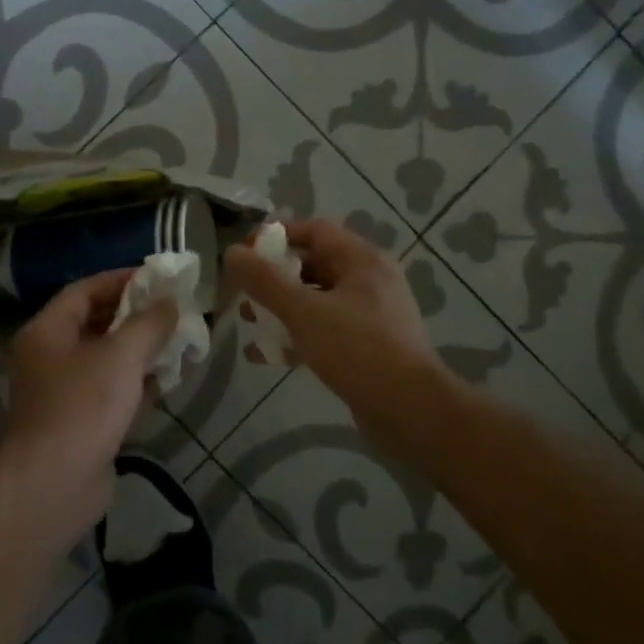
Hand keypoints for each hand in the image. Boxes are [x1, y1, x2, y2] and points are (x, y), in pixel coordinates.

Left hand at [0, 269, 177, 553]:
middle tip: (176, 311)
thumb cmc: (82, 407)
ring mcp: (64, 392)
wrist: (52, 486)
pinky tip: (168, 381)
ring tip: (181, 341)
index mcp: (48, 331)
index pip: (85, 290)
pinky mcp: (80, 423)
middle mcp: (51, 356)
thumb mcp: (121, 356)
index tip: (158, 279)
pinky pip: (111, 392)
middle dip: (137, 317)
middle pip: (97, 324)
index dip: (121, 280)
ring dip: (141, 351)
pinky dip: (136, 384)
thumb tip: (170, 303)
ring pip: (107, 360)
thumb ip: (149, 324)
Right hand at [225, 220, 441, 453]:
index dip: (277, 237)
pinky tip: (265, 357)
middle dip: (275, 278)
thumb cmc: (358, 349)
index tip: (245, 254)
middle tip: (245, 293)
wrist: (412, 411)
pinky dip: (297, 337)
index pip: (314, 231)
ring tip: (250, 324)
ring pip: (317, 301)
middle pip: (313, 266)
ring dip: (281, 310)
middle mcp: (369, 281)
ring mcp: (370, 316)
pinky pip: (325, 331)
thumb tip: (232, 252)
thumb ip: (265, 281)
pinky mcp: (367, 347)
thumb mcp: (304, 311)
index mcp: (362, 261)